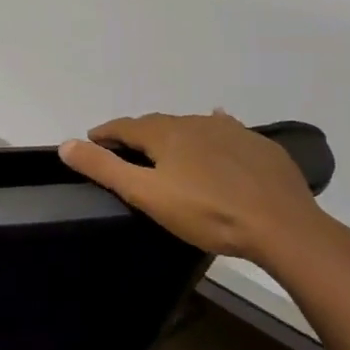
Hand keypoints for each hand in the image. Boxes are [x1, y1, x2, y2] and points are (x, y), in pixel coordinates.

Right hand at [59, 111, 333, 265]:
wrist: (284, 227)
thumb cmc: (207, 213)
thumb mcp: (146, 195)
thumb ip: (104, 169)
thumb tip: (65, 144)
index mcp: (165, 134)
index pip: (124, 126)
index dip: (105, 133)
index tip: (91, 141)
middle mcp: (195, 122)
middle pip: (157, 124)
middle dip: (138, 134)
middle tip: (127, 151)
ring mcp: (231, 132)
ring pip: (192, 127)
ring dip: (174, 134)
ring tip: (168, 149)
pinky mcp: (260, 146)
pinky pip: (227, 131)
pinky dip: (212, 132)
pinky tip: (218, 134)